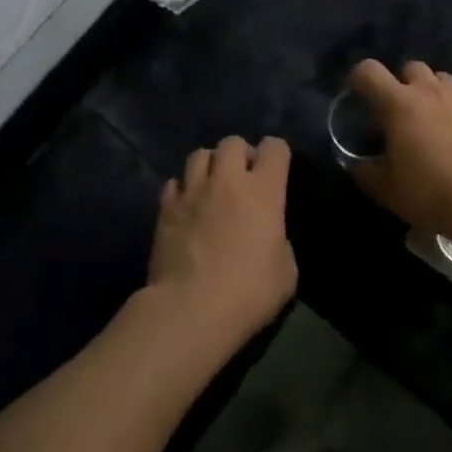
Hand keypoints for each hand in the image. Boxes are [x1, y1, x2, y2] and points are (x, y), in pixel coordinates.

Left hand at [147, 136, 297, 350]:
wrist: (191, 309)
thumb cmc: (248, 293)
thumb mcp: (286, 272)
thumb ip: (280, 241)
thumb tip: (269, 235)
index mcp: (263, 191)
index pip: (275, 147)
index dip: (277, 154)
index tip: (276, 172)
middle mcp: (227, 180)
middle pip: (232, 142)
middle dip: (240, 154)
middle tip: (242, 179)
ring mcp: (192, 191)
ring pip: (199, 154)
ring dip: (209, 166)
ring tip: (211, 186)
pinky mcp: (165, 208)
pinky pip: (174, 183)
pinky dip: (182, 190)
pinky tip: (186, 207)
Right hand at [348, 60, 451, 253]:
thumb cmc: (430, 193)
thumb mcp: (386, 190)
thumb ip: (365, 171)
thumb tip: (357, 164)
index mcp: (398, 104)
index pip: (369, 71)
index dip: (359, 78)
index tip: (358, 93)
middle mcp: (429, 91)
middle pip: (410, 67)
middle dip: (402, 83)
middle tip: (400, 111)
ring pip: (441, 79)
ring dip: (432, 92)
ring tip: (433, 118)